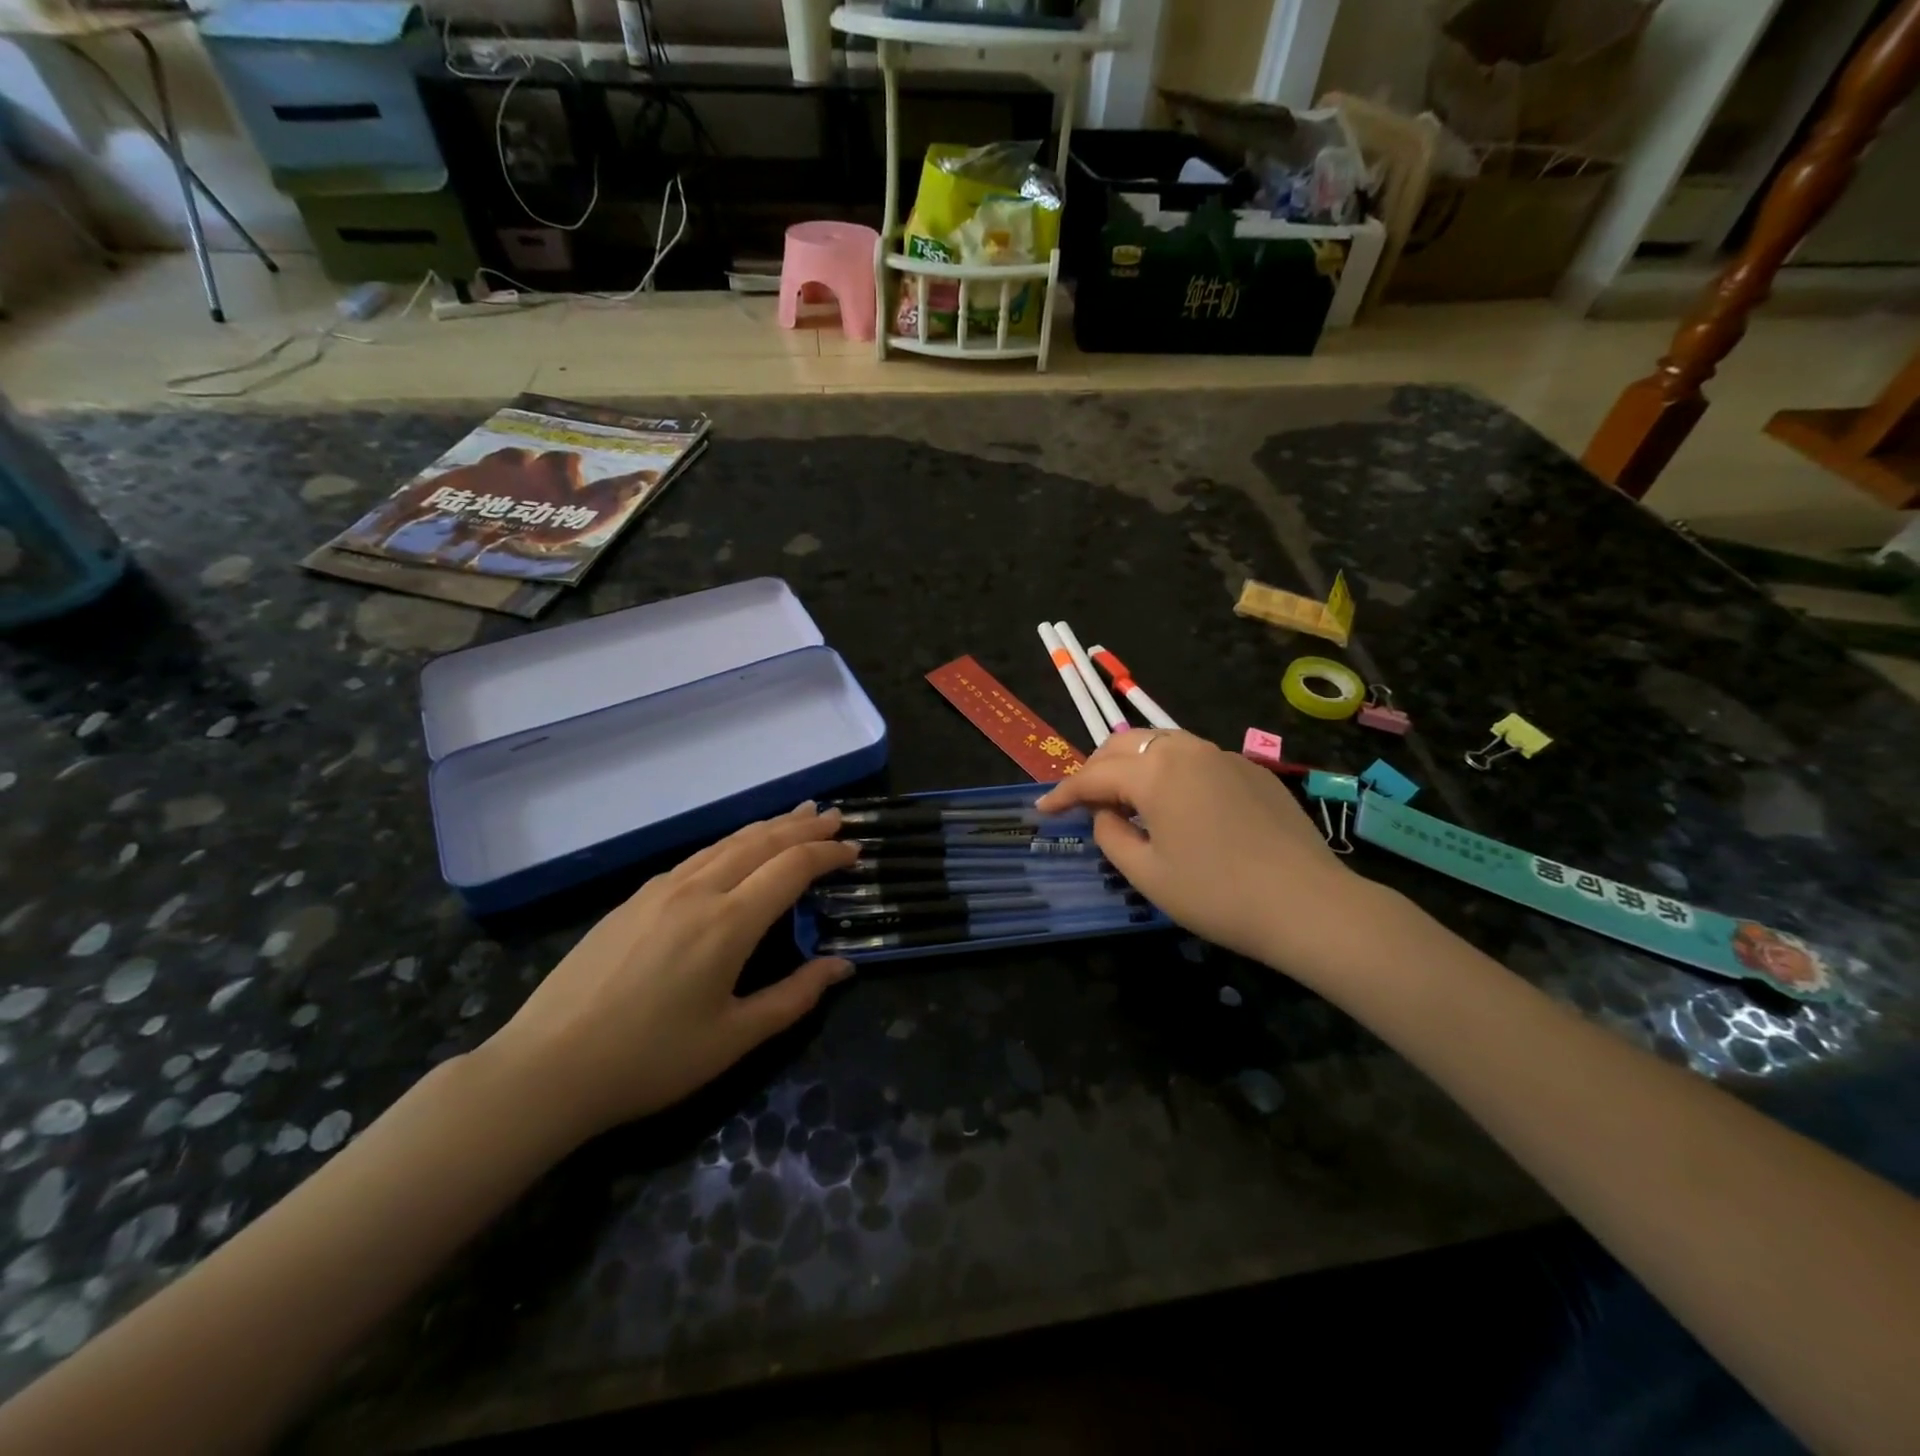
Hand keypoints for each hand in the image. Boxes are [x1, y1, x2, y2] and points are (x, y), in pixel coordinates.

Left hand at [476, 802, 859, 1142]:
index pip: (792, 867)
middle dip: (803, 826)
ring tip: (797, 815)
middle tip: (835, 817)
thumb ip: (794, 997)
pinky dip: (733, 842)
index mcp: (728, 922)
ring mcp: (661, 889)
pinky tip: (737, 849)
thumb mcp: (733, 1039)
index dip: (828, 853)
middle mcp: (698, 890)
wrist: (546, 1067)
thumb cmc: (650, 1060)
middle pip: (762, 841)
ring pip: (727, 842)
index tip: (855, 850)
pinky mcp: (635, 898)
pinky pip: (698, 856)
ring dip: (769, 826)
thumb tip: (842, 967)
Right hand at [1036, 730, 1386, 974]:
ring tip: (1124, 797)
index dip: (1063, 793)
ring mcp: (1224, 755)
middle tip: (1082, 800)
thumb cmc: (1217, 894)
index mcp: (1155, 772)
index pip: (1093, 776)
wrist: (1308, 904)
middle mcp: (1186, 749)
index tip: (1042, 808)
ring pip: (1161, 744)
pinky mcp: (1252, 770)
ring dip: (1133, 765)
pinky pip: (1196, 759)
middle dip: (1096, 769)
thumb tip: (1105, 814)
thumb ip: (1110, 835)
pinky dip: (1170, 772)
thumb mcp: (1146, 874)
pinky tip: (1177, 803)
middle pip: (1125, 745)